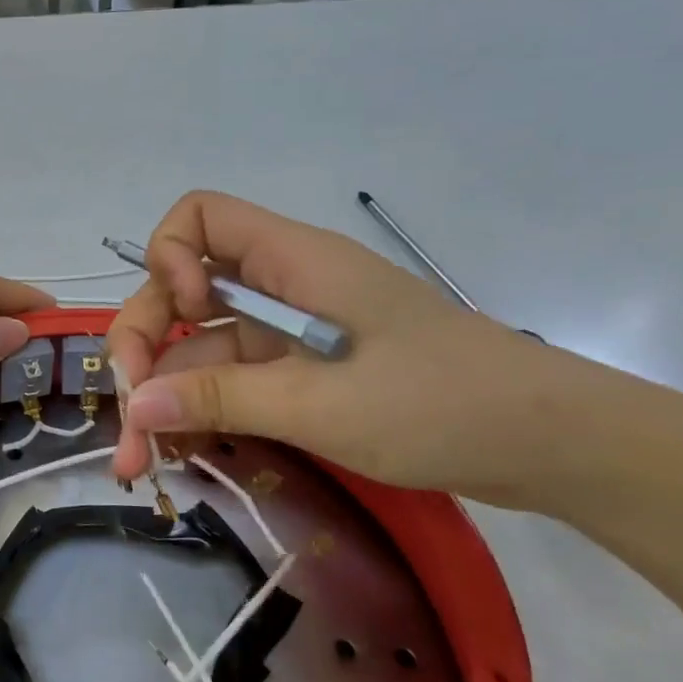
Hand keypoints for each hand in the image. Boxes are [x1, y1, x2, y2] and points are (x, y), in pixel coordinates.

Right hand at [108, 191, 586, 507]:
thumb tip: (134, 406)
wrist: (554, 446)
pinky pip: (233, 381)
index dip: (168, 260)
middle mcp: (282, 286)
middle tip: (128, 418)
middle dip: (146, 349)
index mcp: (292, 261)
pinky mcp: (303, 374)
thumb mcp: (322, 405)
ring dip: (166, 399)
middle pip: (182, 293)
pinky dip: (204, 413)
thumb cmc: (442, 405)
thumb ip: (221, 398)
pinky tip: (182, 455)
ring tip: (141, 463)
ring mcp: (290, 332)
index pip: (199, 218)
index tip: (180, 317)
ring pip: (203, 347)